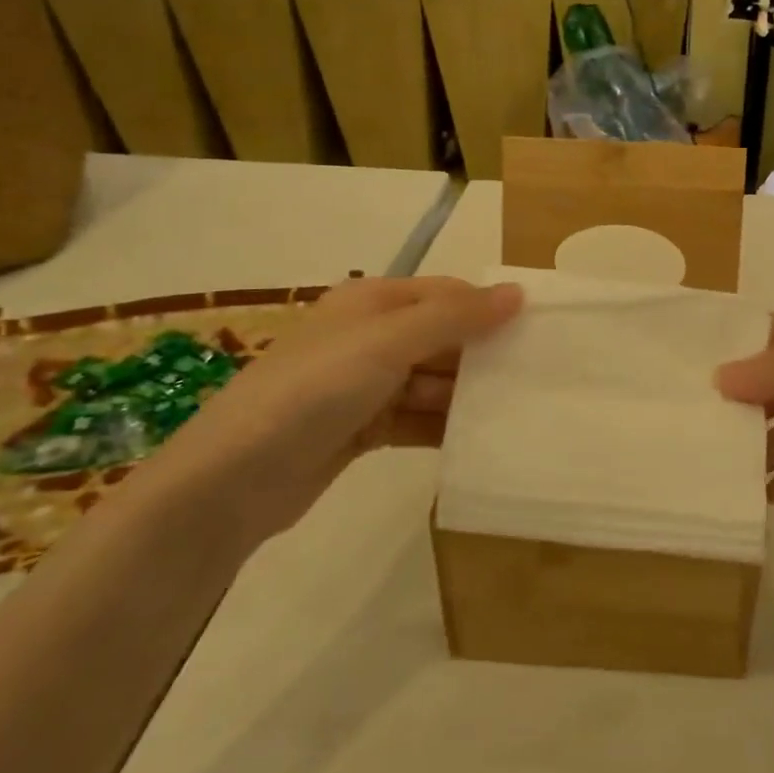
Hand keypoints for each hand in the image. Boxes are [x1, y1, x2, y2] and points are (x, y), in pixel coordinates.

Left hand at [160, 277, 522, 545]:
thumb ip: (454, 317)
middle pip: (442, 338)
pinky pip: (417, 419)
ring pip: (433, 383)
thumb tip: (517, 292)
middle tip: (539, 377)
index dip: (489, 308)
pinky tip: (480, 441)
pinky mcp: (363, 429)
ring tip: (520, 412)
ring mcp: (366, 386)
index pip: (447, 294)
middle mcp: (371, 337)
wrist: (233, 480)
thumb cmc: (315, 390)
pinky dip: (444, 427)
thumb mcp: (387, 343)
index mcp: (373, 302)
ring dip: (467, 396)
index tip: (539, 332)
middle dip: (483, 356)